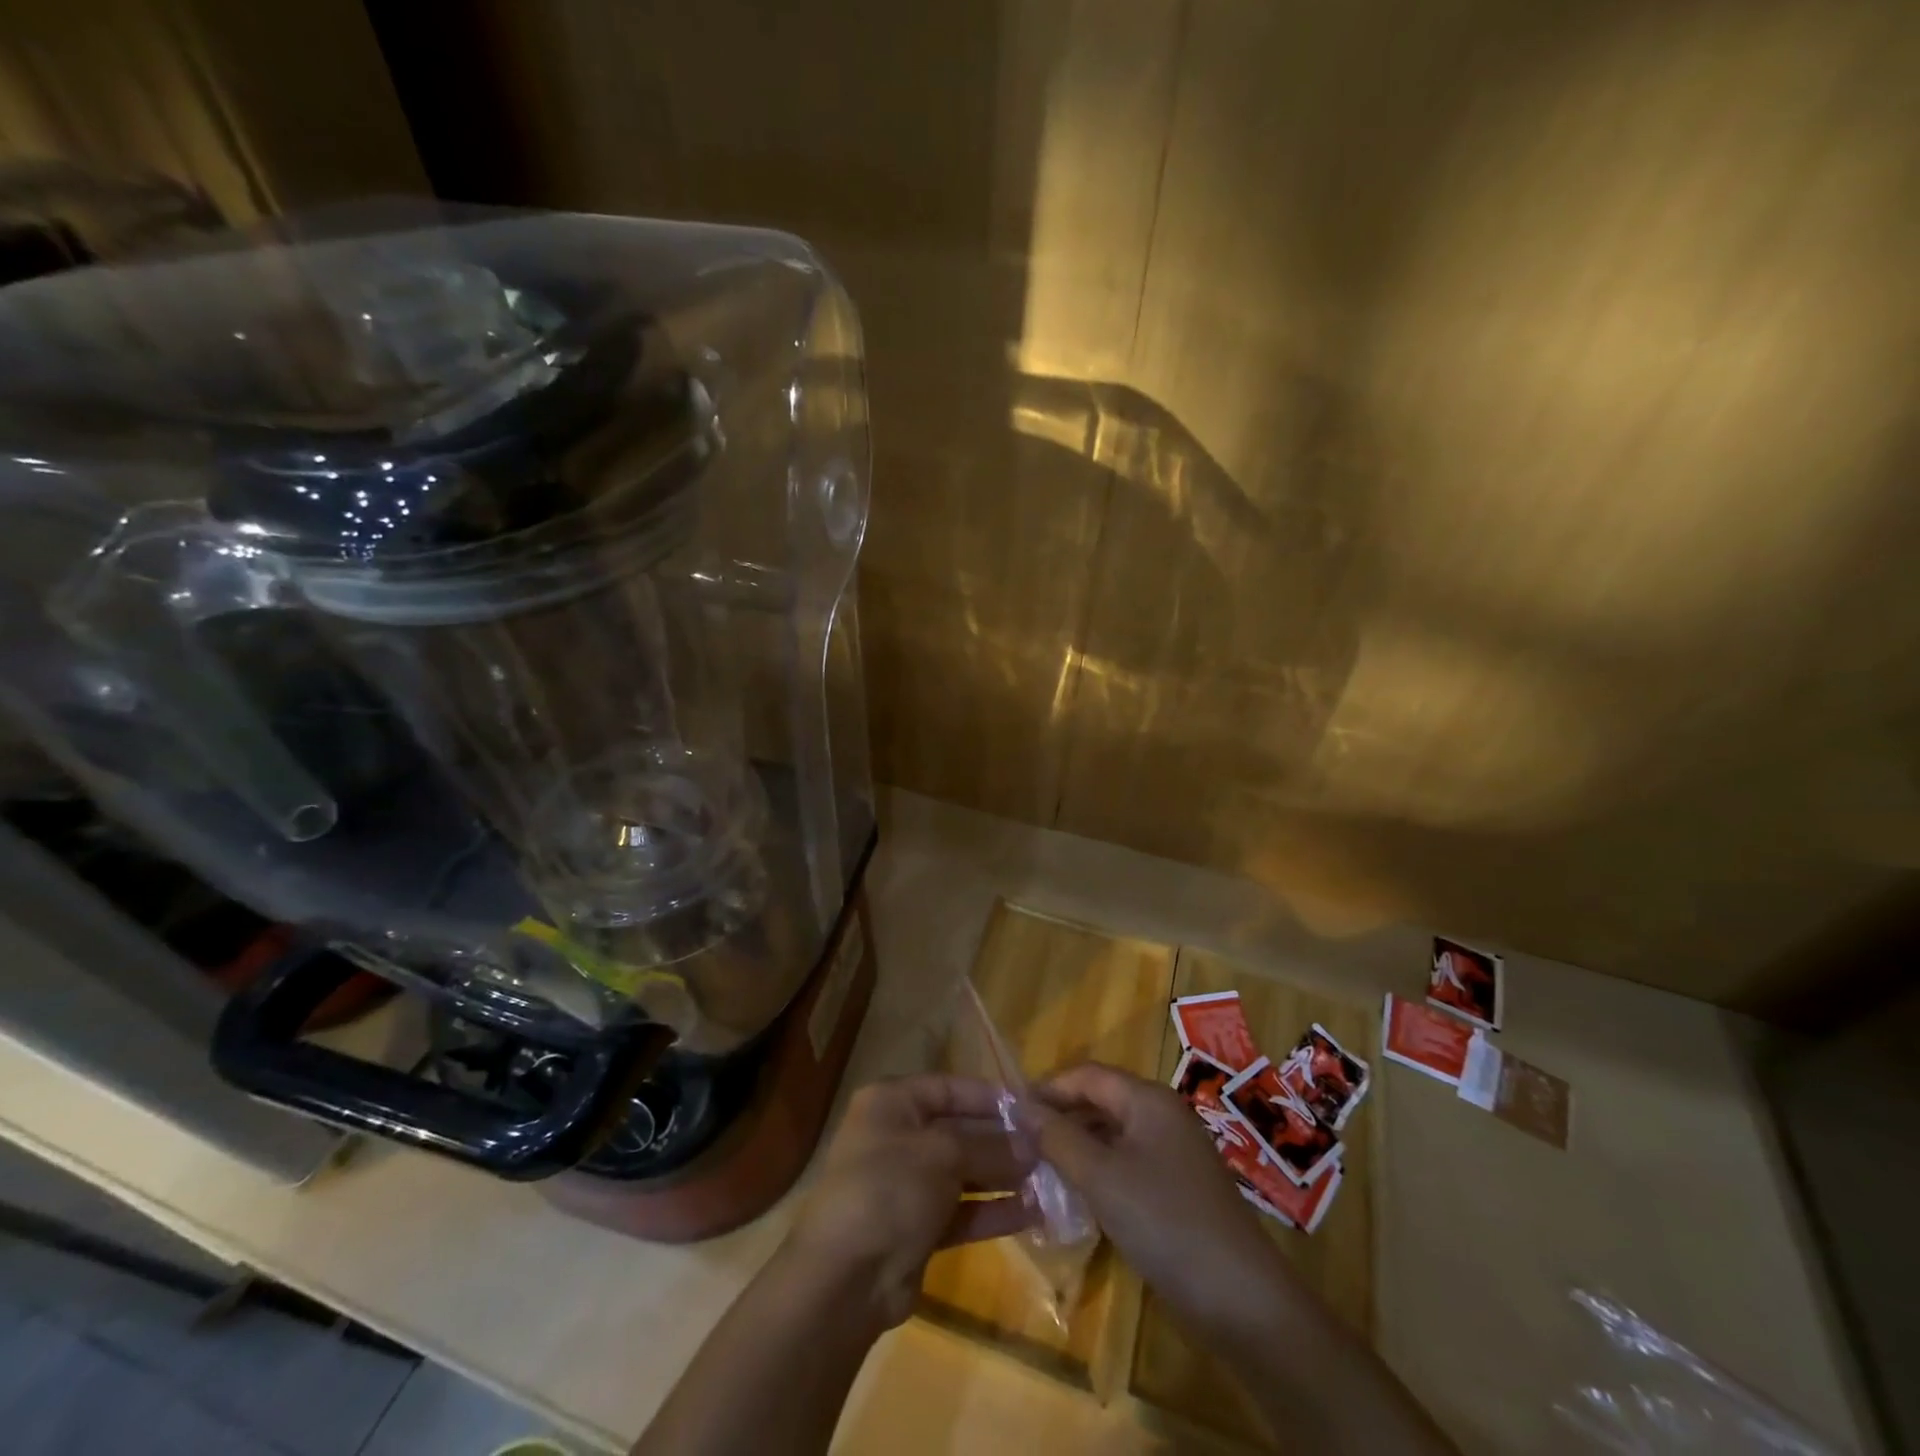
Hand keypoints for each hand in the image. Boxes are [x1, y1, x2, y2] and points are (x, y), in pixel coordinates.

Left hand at [784, 1074, 1036, 1327]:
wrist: (843, 1278)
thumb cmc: (888, 1188)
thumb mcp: (942, 1154)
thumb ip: (990, 1146)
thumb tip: (1033, 1143)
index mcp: (892, 1103)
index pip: (950, 1088)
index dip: (991, 1098)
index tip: (1034, 1109)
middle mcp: (899, 1136)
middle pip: (960, 1130)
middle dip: (1003, 1141)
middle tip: (1050, 1148)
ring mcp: (908, 1184)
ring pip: (965, 1172)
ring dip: (1004, 1176)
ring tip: (1050, 1180)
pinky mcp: (919, 1227)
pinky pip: (963, 1210)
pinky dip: (994, 1210)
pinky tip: (1033, 1212)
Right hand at [1027, 1063, 1295, 1336]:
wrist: (1242, 1300)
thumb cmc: (1165, 1222)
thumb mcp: (1101, 1178)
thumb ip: (1058, 1138)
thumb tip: (1021, 1107)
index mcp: (1148, 1099)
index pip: (1087, 1075)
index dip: (1048, 1088)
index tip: (1010, 1111)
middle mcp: (1162, 1115)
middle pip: (1100, 1101)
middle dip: (1060, 1117)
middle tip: (1019, 1142)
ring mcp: (1174, 1153)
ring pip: (1113, 1135)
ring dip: (1077, 1146)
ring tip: (1038, 1169)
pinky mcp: (1178, 1188)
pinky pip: (1128, 1164)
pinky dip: (1099, 1172)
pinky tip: (1077, 1196)